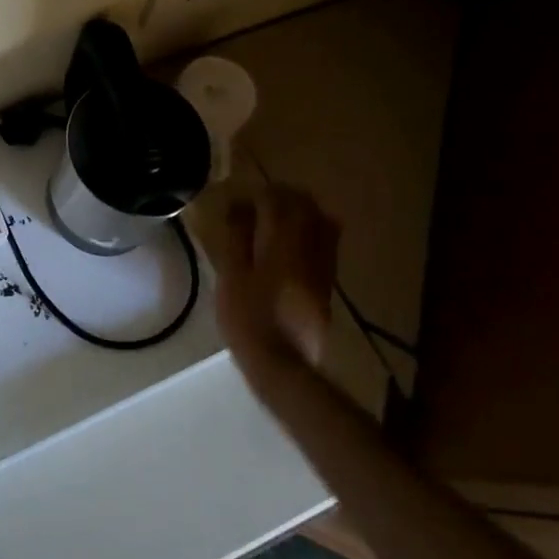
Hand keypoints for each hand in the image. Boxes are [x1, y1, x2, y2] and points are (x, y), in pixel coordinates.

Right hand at [210, 185, 340, 377]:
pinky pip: (327, 245)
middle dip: (286, 196)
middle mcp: (309, 250)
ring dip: (304, 211)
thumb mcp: (231, 275)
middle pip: (307, 207)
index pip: (278, 201)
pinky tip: (295, 242)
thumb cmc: (247, 318)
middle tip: (263, 199)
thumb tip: (239, 206)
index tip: (243, 197)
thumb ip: (237, 237)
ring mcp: (323, 268)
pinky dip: (313, 232)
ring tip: (280, 216)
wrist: (282, 366)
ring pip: (323, 223)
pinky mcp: (327, 286)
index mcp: (282, 244)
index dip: (261, 193)